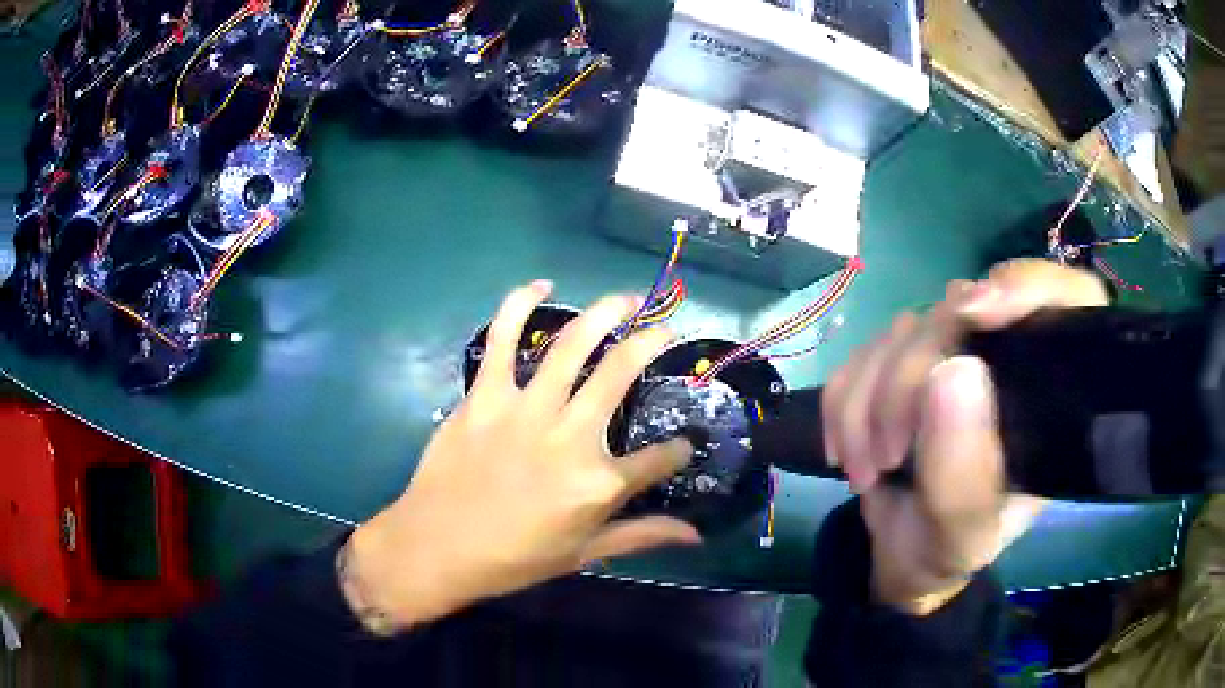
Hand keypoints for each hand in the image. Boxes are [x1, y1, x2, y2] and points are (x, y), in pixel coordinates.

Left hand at [340, 281, 700, 633]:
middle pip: (621, 373)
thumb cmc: (514, 558)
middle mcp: (569, 436)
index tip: (683, 445)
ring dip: (605, 313)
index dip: (679, 450)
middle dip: (652, 342)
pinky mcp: (486, 395)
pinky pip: (503, 338)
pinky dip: (520, 304)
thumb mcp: (585, 554)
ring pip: (573, 344)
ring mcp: (525, 409)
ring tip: (626, 298)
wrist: (437, 546)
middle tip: (666, 327)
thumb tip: (697, 534)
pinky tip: (542, 285)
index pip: (659, 459)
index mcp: (598, 483)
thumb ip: (643, 536)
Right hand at [822, 259, 1109, 614]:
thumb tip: (951, 370)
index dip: (1026, 286)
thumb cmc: (948, 549)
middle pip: (958, 311)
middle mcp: (1005, 358)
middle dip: (907, 381)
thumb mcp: (965, 534)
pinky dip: (843, 403)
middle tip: (888, 455)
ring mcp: (951, 353)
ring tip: (866, 470)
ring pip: (901, 331)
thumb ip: (964, 474)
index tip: (976, 314)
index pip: (1067, 298)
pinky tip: (847, 449)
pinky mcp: (903, 361)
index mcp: (1047, 393)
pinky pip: (861, 351)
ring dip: (866, 404)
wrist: (901, 556)